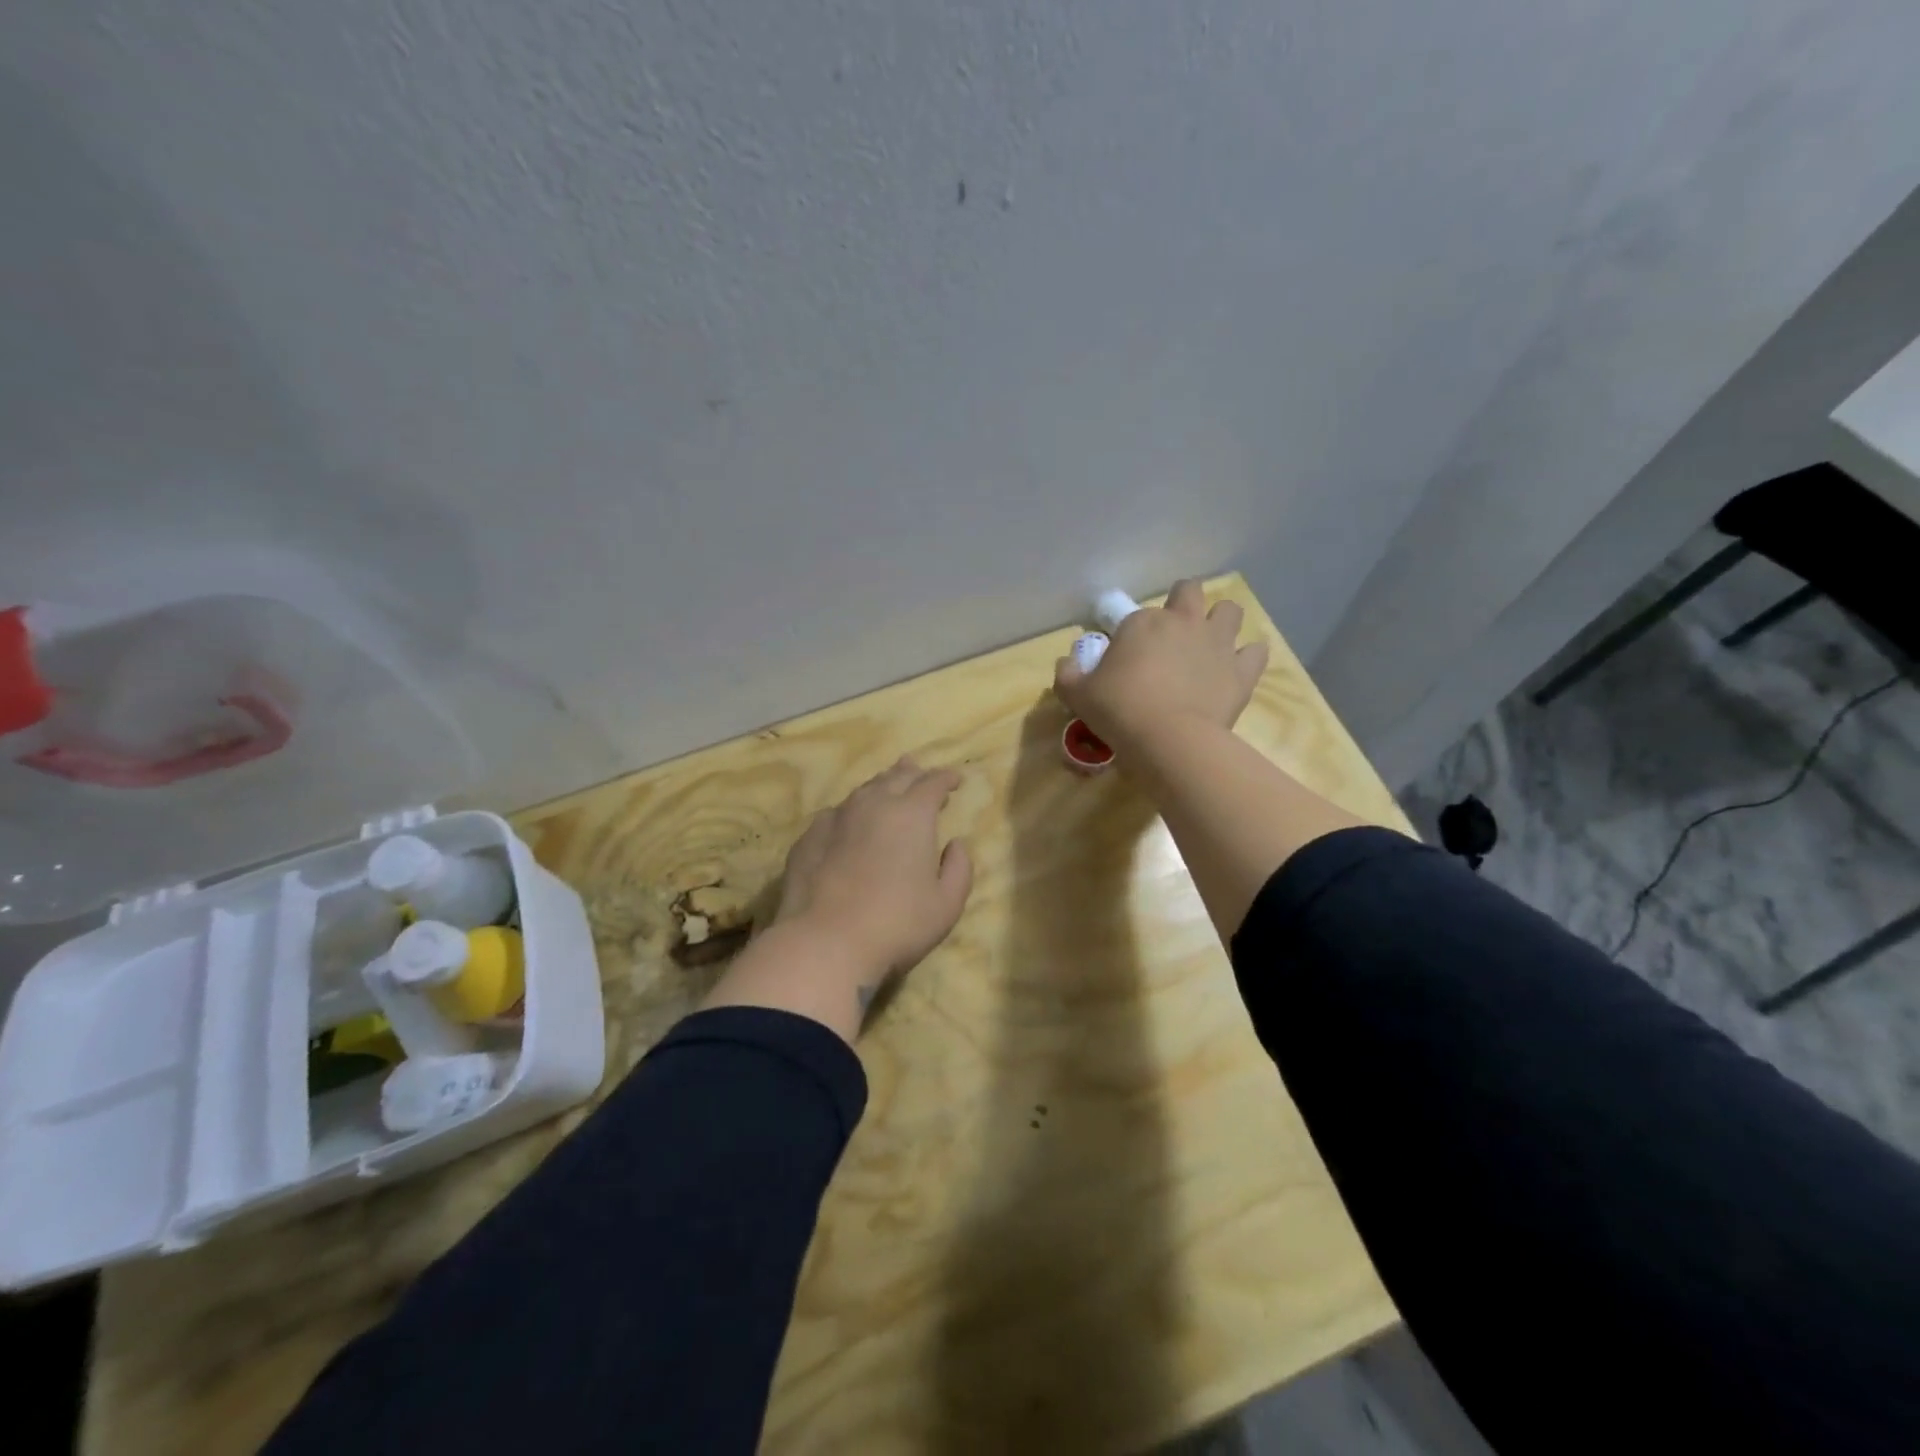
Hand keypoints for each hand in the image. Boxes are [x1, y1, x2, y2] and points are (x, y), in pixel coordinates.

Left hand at [774, 758, 972, 982]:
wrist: (825, 942)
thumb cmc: (897, 924)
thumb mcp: (947, 904)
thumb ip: (959, 869)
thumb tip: (956, 844)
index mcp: (912, 814)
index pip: (933, 783)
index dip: (946, 778)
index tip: (955, 780)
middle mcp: (873, 805)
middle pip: (896, 777)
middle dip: (913, 772)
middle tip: (920, 771)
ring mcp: (836, 818)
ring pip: (863, 791)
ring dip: (880, 786)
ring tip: (886, 788)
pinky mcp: (808, 838)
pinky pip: (835, 814)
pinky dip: (850, 813)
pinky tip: (848, 823)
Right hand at [1054, 579, 1268, 755]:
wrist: (1169, 740)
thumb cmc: (1119, 711)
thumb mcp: (1078, 695)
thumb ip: (1068, 675)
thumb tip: (1066, 663)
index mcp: (1142, 623)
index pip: (1136, 616)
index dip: (1132, 635)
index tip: (1128, 659)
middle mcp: (1183, 622)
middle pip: (1189, 591)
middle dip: (1183, 603)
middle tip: (1174, 632)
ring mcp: (1217, 643)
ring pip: (1230, 611)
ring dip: (1220, 622)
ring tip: (1209, 645)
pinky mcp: (1242, 670)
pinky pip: (1256, 651)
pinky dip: (1248, 657)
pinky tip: (1236, 669)